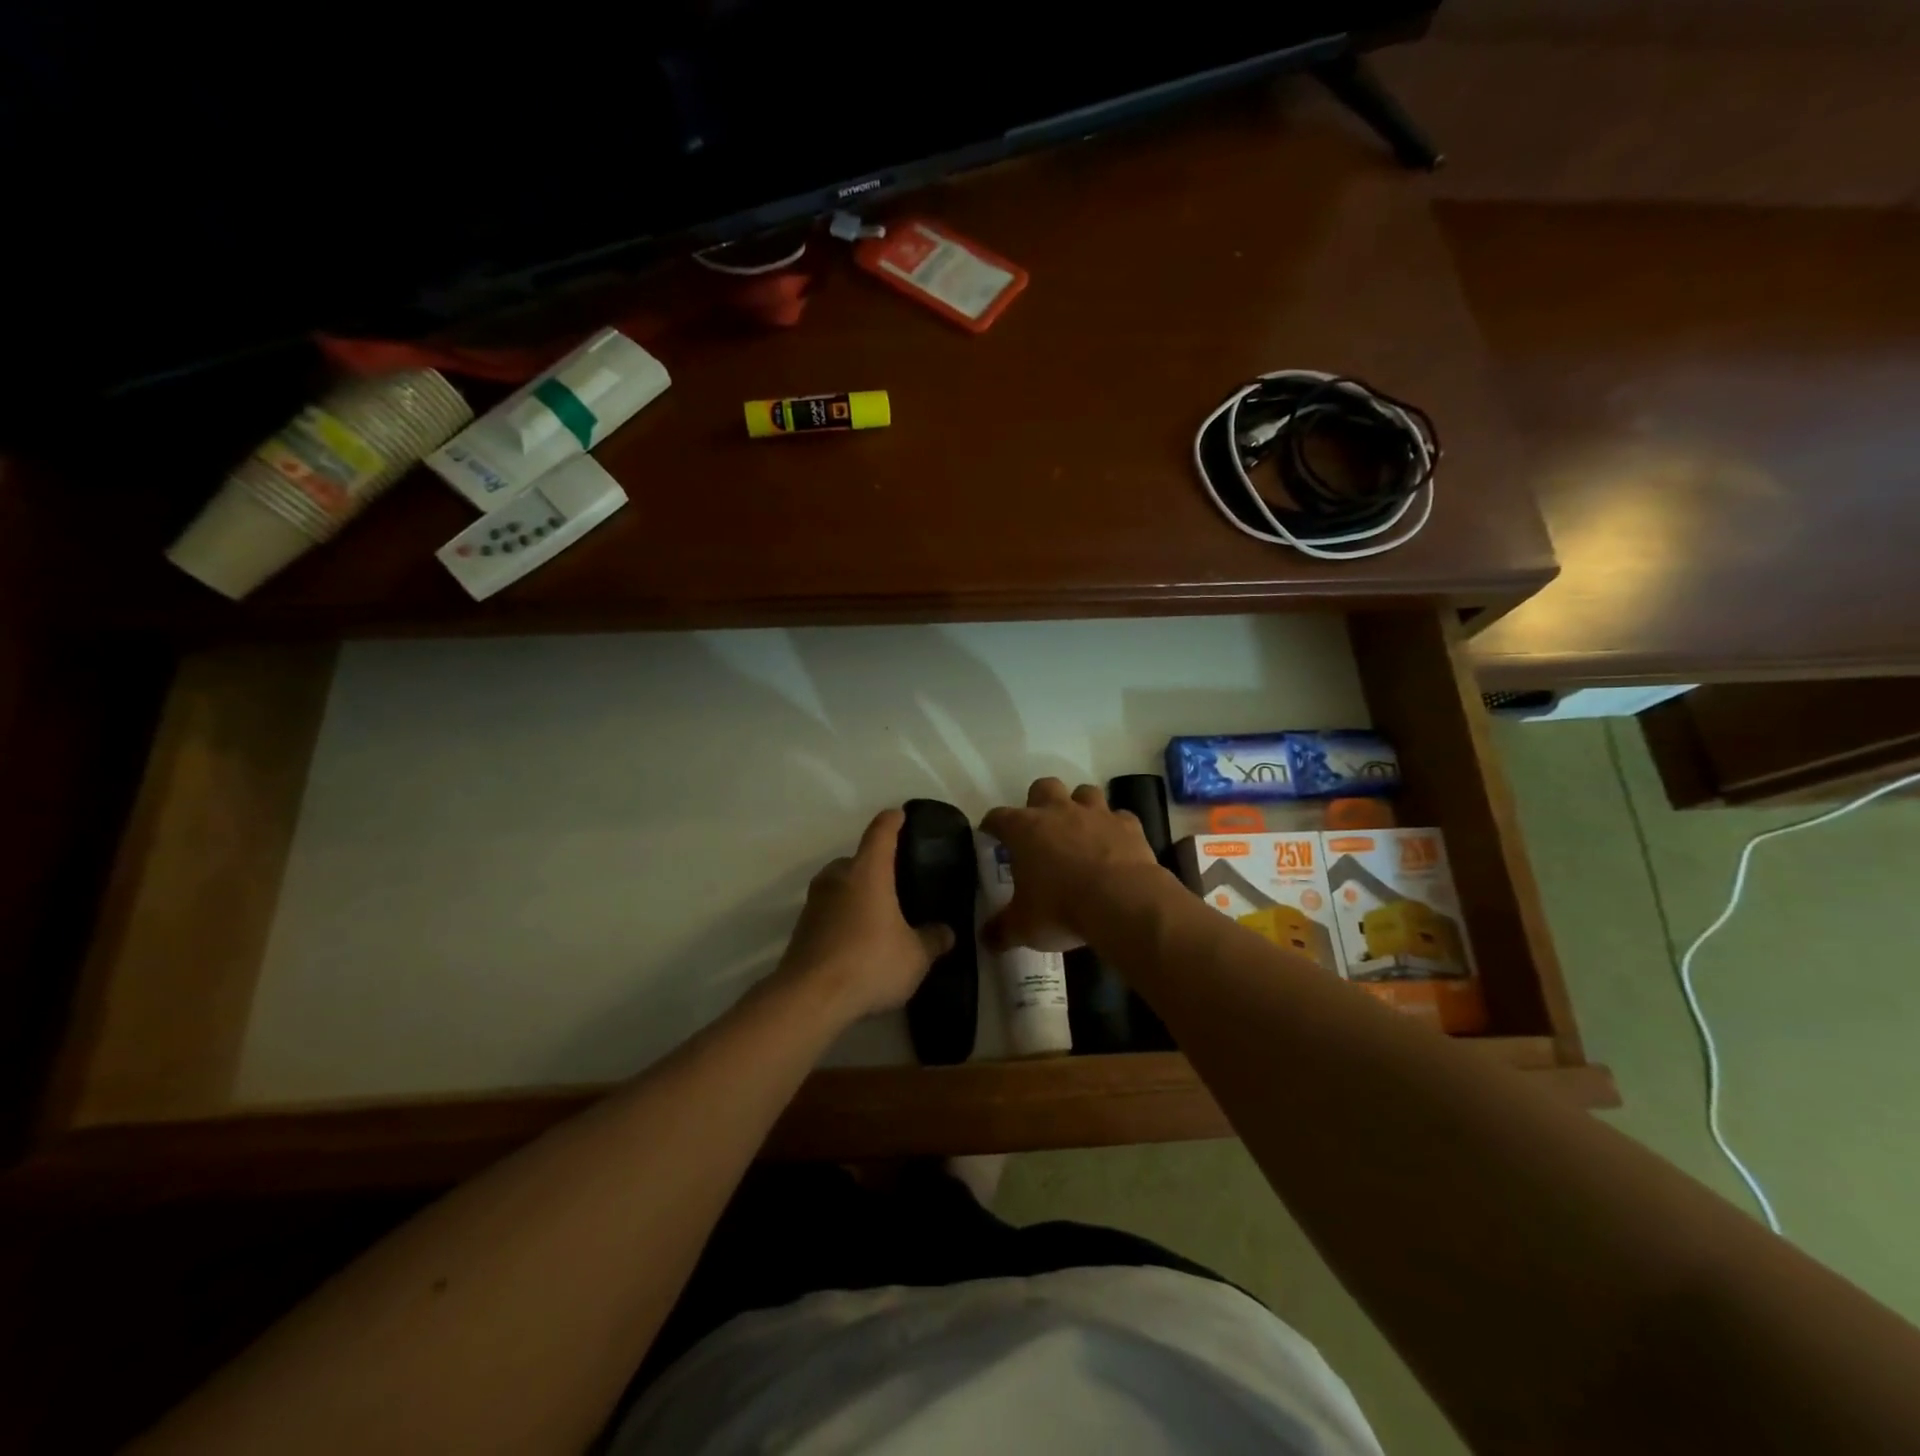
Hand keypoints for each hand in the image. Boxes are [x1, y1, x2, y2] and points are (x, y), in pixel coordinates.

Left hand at [776, 809, 955, 1023]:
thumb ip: (933, 940)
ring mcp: (814, 902)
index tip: (900, 815)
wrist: (810, 998)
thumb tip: (946, 932)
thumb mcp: (915, 956)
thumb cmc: (870, 963)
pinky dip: (843, 917)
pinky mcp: (801, 929)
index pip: (881, 832)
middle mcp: (837, 878)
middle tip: (896, 882)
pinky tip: (858, 940)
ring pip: (840, 886)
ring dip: (856, 894)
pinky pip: (829, 911)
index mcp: (868, 871)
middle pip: (857, 859)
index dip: (892, 821)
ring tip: (879, 914)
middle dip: (875, 866)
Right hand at [981, 778, 1162, 951]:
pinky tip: (1115, 845)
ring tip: (1080, 830)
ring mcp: (1096, 814)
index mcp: (1024, 829)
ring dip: (1080, 806)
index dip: (992, 826)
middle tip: (1040, 829)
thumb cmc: (1061, 909)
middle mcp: (1058, 812)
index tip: (990, 836)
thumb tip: (987, 940)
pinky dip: (1115, 828)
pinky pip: (1120, 818)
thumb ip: (1002, 930)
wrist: (1122, 903)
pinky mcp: (1128, 825)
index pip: (998, 817)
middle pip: (1043, 787)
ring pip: (1085, 792)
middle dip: (1039, 802)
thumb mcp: (1023, 927)